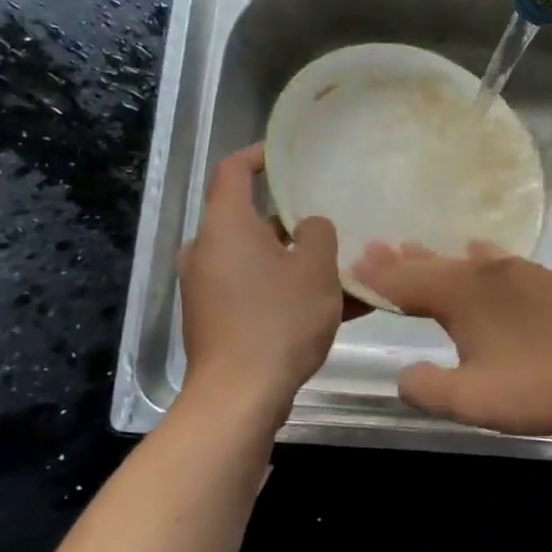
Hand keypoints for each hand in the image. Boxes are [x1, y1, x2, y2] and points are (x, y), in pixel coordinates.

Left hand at [180, 145, 347, 405]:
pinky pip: (257, 291)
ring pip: (260, 260)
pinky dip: (288, 291)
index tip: (289, 155)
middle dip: (293, 220)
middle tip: (332, 218)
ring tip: (344, 269)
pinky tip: (335, 308)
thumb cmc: (278, 320)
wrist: (239, 397)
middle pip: (252, 220)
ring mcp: (208, 288)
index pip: (234, 171)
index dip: (261, 155)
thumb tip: (309, 227)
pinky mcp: (216, 320)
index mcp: (225, 226)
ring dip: (297, 261)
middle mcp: (208, 251)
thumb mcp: (315, 269)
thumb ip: (318, 233)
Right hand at [351, 241, 551, 434]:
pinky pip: (500, 261)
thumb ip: (429, 388)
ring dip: (438, 257)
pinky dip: (480, 257)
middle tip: (375, 247)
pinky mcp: (549, 282)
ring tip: (416, 247)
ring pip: (467, 261)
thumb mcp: (473, 400)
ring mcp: (521, 274)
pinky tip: (483, 250)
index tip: (353, 265)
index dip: (378, 278)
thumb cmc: (541, 384)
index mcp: (461, 298)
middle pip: (435, 265)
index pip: (407, 283)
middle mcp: (486, 276)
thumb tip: (404, 375)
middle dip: (402, 260)